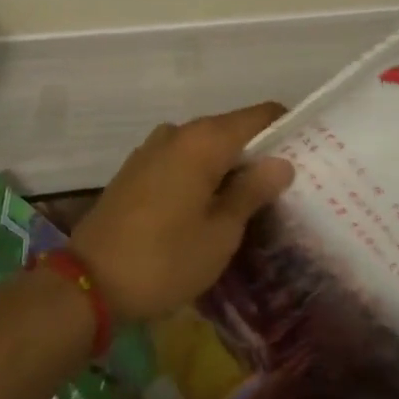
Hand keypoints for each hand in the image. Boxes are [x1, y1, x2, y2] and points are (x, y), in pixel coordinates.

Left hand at [71, 103, 295, 322]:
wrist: (88, 283)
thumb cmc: (164, 259)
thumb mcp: (220, 233)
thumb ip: (252, 191)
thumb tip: (282, 162)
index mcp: (204, 140)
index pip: (259, 116)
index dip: (286, 128)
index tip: (309, 151)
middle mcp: (178, 133)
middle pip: (231, 129)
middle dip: (258, 151)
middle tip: (287, 183)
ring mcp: (153, 148)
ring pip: (205, 146)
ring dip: (228, 164)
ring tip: (252, 198)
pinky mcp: (136, 169)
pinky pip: (181, 159)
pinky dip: (202, 172)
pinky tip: (211, 203)